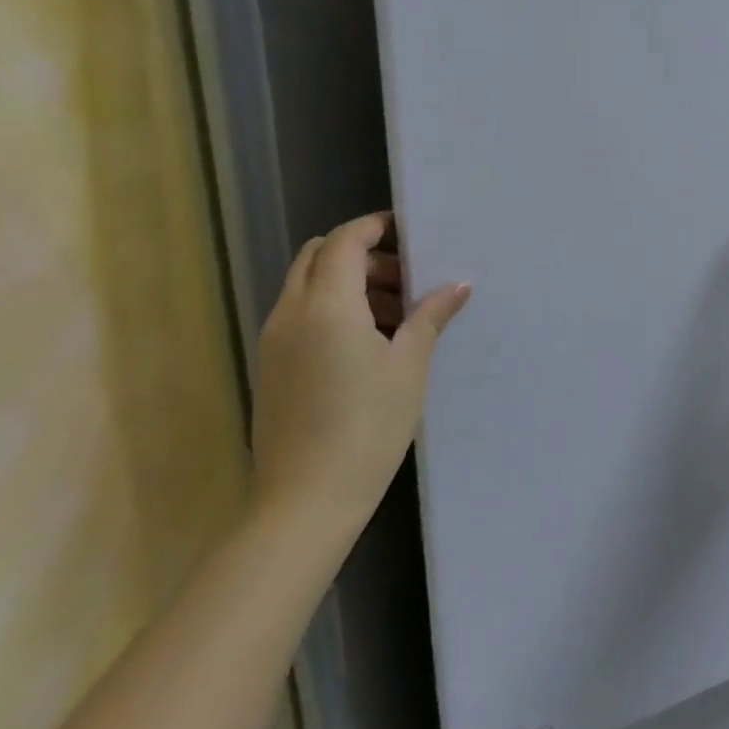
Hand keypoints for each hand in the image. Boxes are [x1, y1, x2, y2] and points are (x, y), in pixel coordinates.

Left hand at [252, 212, 470, 538]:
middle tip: (405, 277)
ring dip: (347, 282)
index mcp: (327, 307)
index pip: (343, 242)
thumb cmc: (368, 426)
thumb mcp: (409, 366)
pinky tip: (370, 343)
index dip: (374, 228)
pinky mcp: (271, 367)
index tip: (409, 230)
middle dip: (360, 254)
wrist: (306, 500)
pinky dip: (332, 309)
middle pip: (317, 256)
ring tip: (397, 314)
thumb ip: (430, 317)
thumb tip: (457, 286)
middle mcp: (291, 314)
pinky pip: (300, 315)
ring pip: (306, 286)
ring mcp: (274, 342)